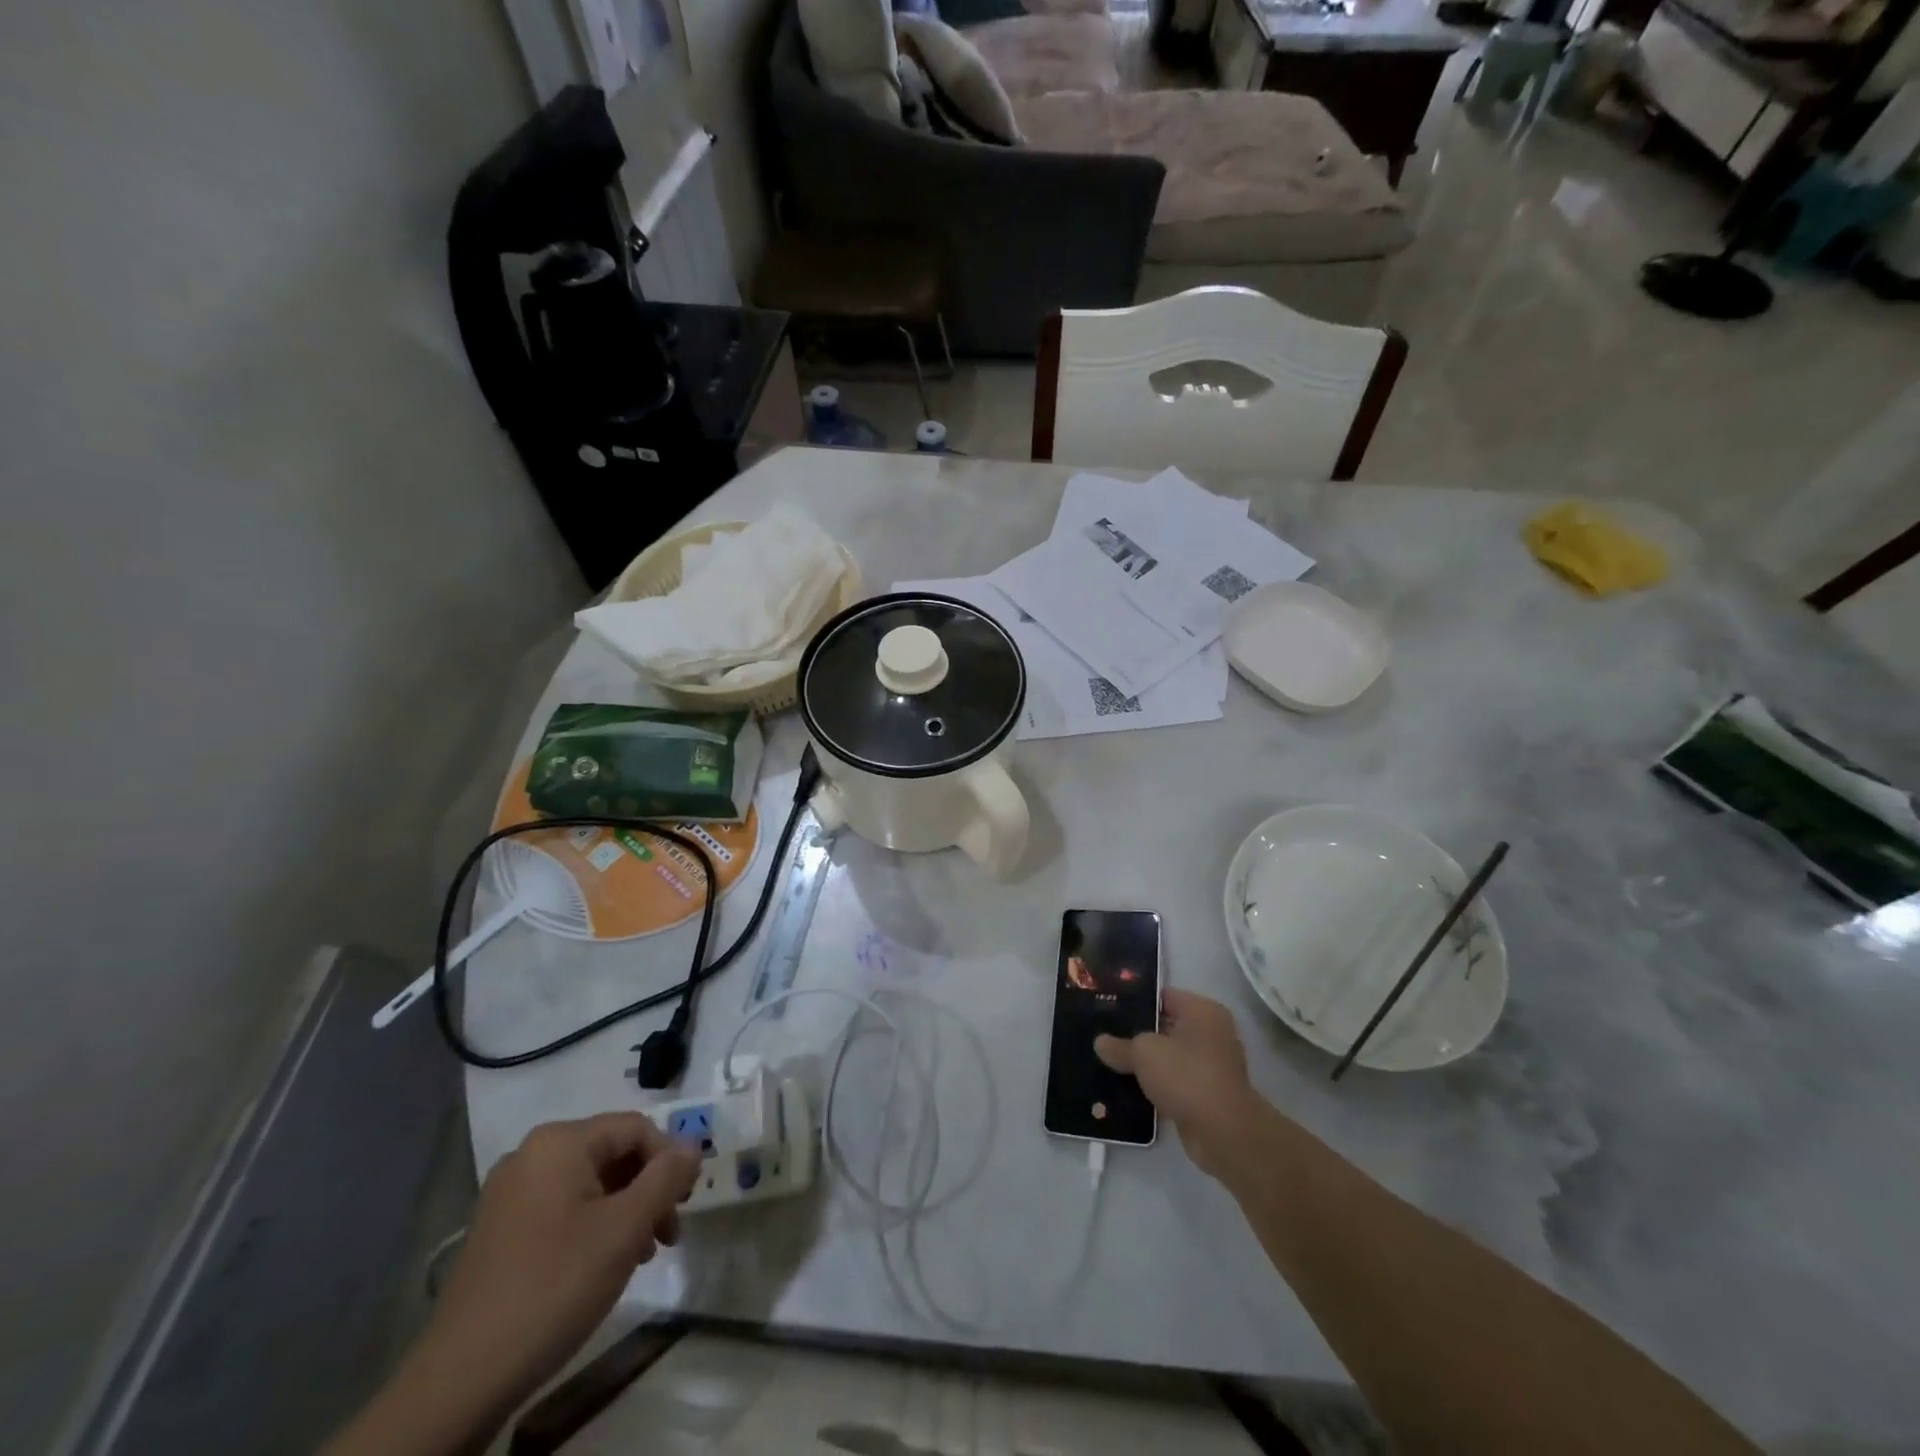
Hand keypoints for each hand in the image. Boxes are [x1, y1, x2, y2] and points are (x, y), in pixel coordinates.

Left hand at [423, 1113, 699, 1406]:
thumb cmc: (554, 1286)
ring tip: (642, 1255)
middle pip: (613, 1153)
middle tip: (668, 1234)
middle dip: (648, 1189)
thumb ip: (666, 1177)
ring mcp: (510, 1194)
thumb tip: (693, 1145)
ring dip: (625, 1210)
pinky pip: (563, 1208)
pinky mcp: (500, 1230)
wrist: (460, 1379)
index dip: (669, 1160)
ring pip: (590, 1183)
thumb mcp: (625, 1229)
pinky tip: (603, 1264)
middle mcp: (532, 1155)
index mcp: (560, 1142)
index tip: (685, 1205)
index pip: (636, 1128)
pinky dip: (594, 1225)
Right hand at [1095, 989, 1263, 1180]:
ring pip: (1169, 1058)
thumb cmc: (1186, 1075)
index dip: (1135, 1000)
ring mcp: (1212, 1067)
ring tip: (1111, 1062)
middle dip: (1138, 1033)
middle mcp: (1212, 1034)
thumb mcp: (1144, 1053)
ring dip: (1147, 1064)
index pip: (1163, 996)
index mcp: (1203, 1011)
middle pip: (1166, 1027)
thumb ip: (1120, 1045)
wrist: (1223, 1133)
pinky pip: (1175, 1083)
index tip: (1108, 1006)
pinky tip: (1128, 1089)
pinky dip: (1156, 1086)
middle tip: (1105, 1034)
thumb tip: (1100, 1043)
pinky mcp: (1208, 1096)